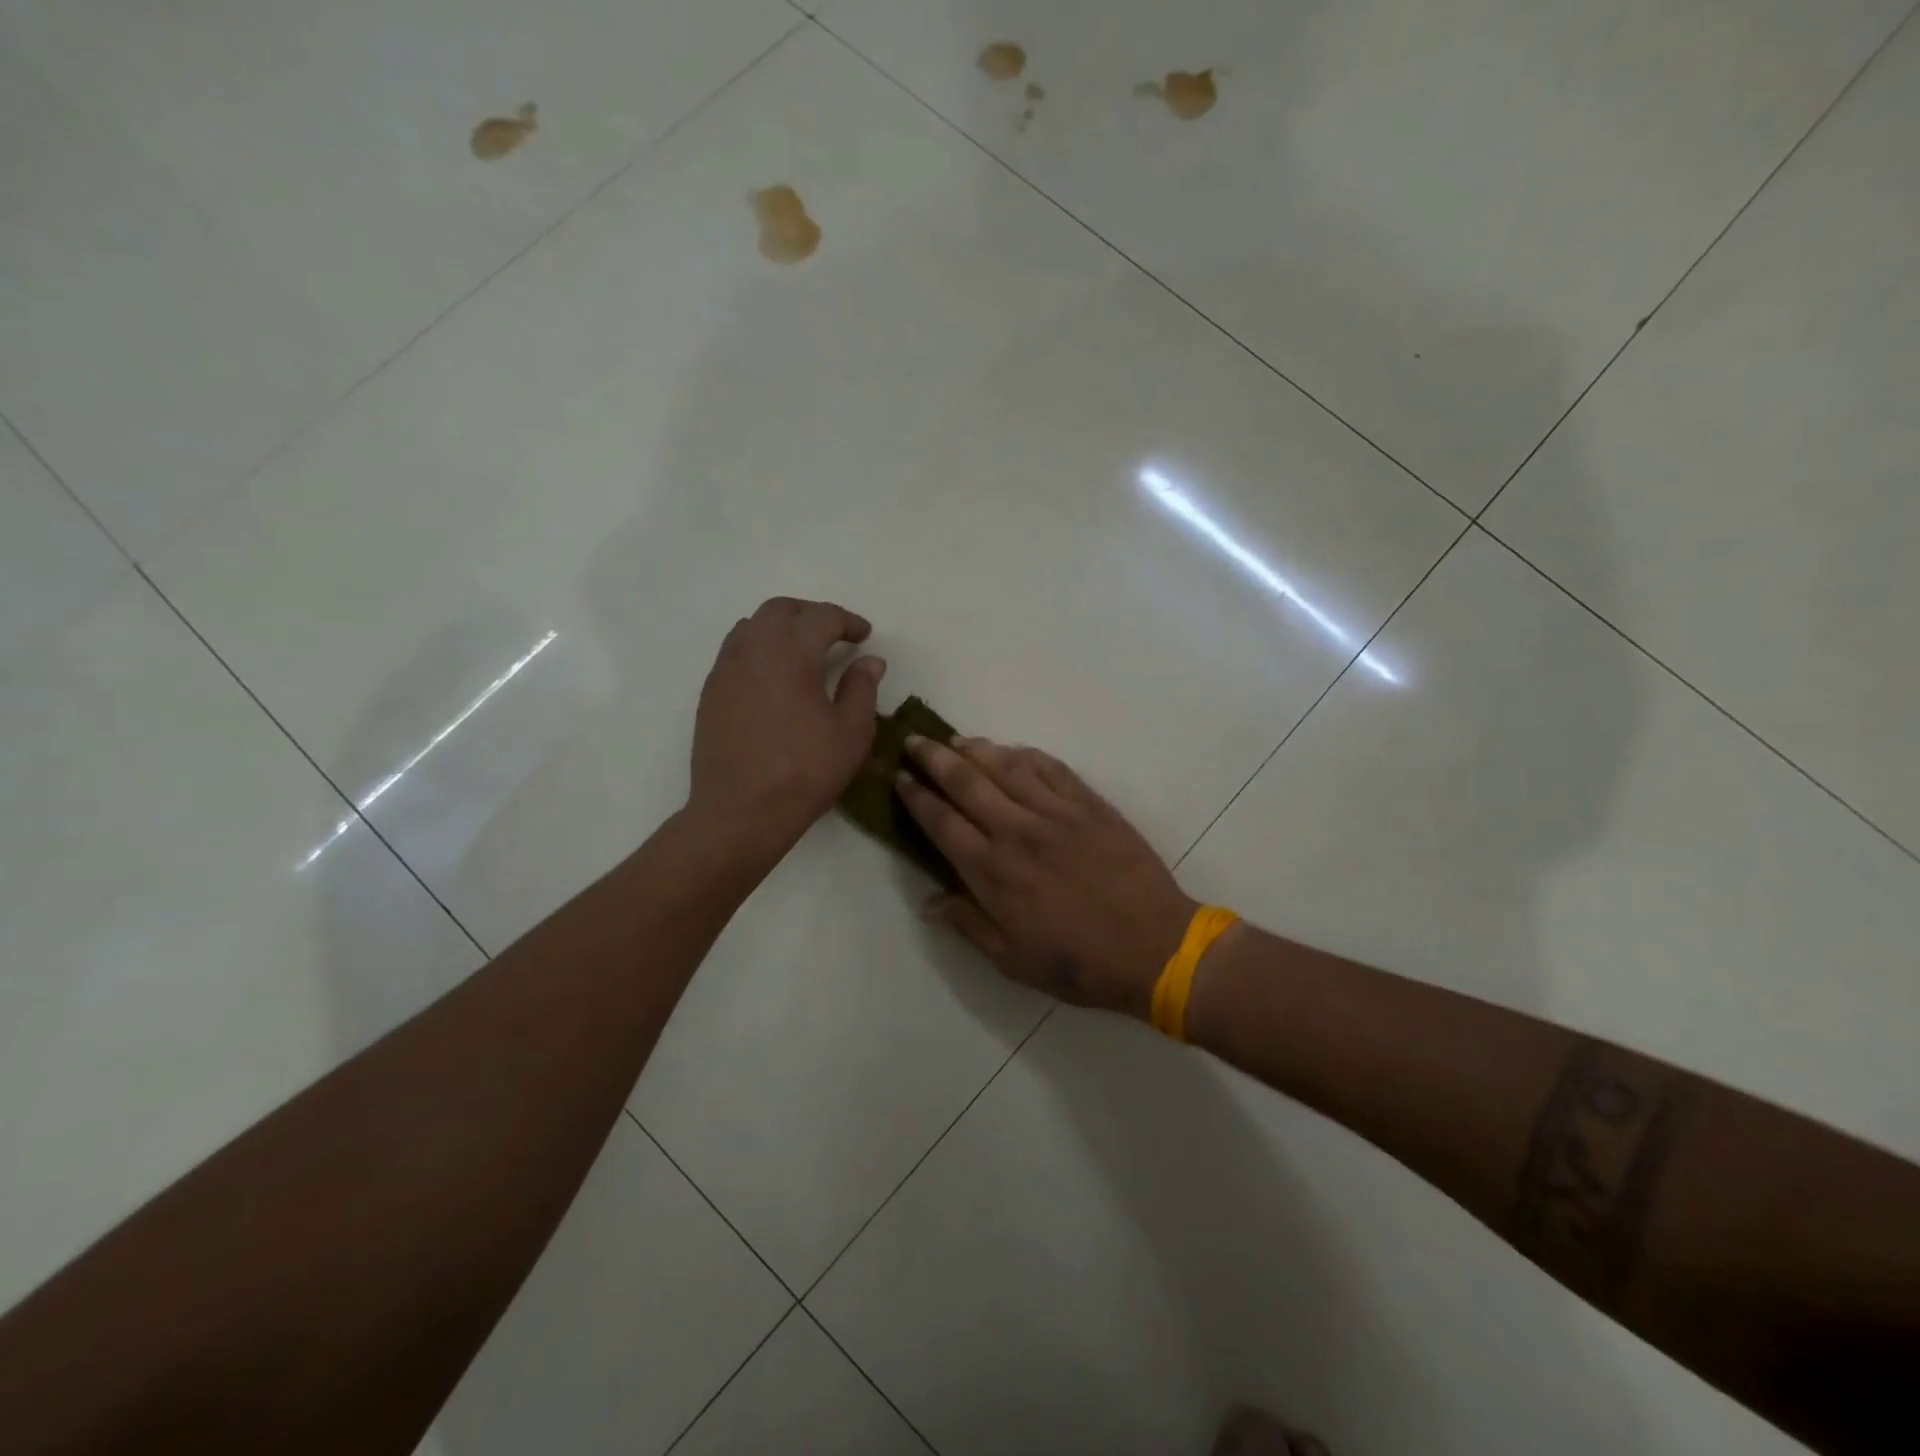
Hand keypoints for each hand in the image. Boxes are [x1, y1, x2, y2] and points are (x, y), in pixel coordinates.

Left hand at [688, 597, 884, 859]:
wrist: (741, 811)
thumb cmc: (805, 772)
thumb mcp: (852, 732)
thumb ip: (862, 688)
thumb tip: (869, 661)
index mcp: (792, 653)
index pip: (821, 617)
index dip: (847, 621)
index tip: (864, 635)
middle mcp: (754, 650)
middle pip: (780, 610)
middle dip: (810, 614)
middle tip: (834, 634)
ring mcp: (726, 670)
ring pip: (752, 626)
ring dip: (780, 627)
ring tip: (802, 650)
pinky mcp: (711, 693)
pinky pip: (735, 651)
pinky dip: (758, 648)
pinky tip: (773, 676)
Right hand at [896, 736, 1197, 1019]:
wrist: (1156, 948)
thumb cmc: (1079, 963)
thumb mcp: (1013, 960)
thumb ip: (969, 924)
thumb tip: (929, 901)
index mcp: (994, 872)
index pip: (942, 822)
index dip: (917, 797)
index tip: (900, 778)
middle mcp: (1018, 832)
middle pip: (966, 782)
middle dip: (934, 759)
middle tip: (914, 741)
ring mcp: (1056, 813)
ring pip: (1006, 766)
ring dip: (975, 749)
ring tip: (955, 740)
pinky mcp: (1090, 805)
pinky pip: (1051, 768)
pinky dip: (1026, 754)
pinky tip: (1012, 750)